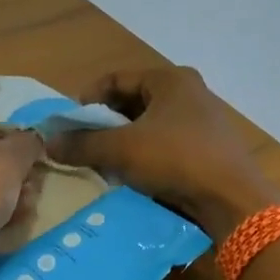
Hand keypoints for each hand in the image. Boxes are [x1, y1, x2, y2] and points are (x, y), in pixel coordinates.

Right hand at [48, 66, 279, 234]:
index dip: (87, 99)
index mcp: (170, 80)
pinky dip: (144, 158)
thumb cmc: (176, 160)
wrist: (233, 200)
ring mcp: (201, 123)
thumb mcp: (122, 150)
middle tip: (81, 146)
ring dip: (122, 143)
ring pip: (148, 127)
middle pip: (132, 102)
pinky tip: (131, 178)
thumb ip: (82, 144)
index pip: (115, 79)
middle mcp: (189, 93)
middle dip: (104, 124)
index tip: (68, 125)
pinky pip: (165, 147)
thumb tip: (47, 141)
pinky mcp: (207, 150)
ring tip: (101, 164)